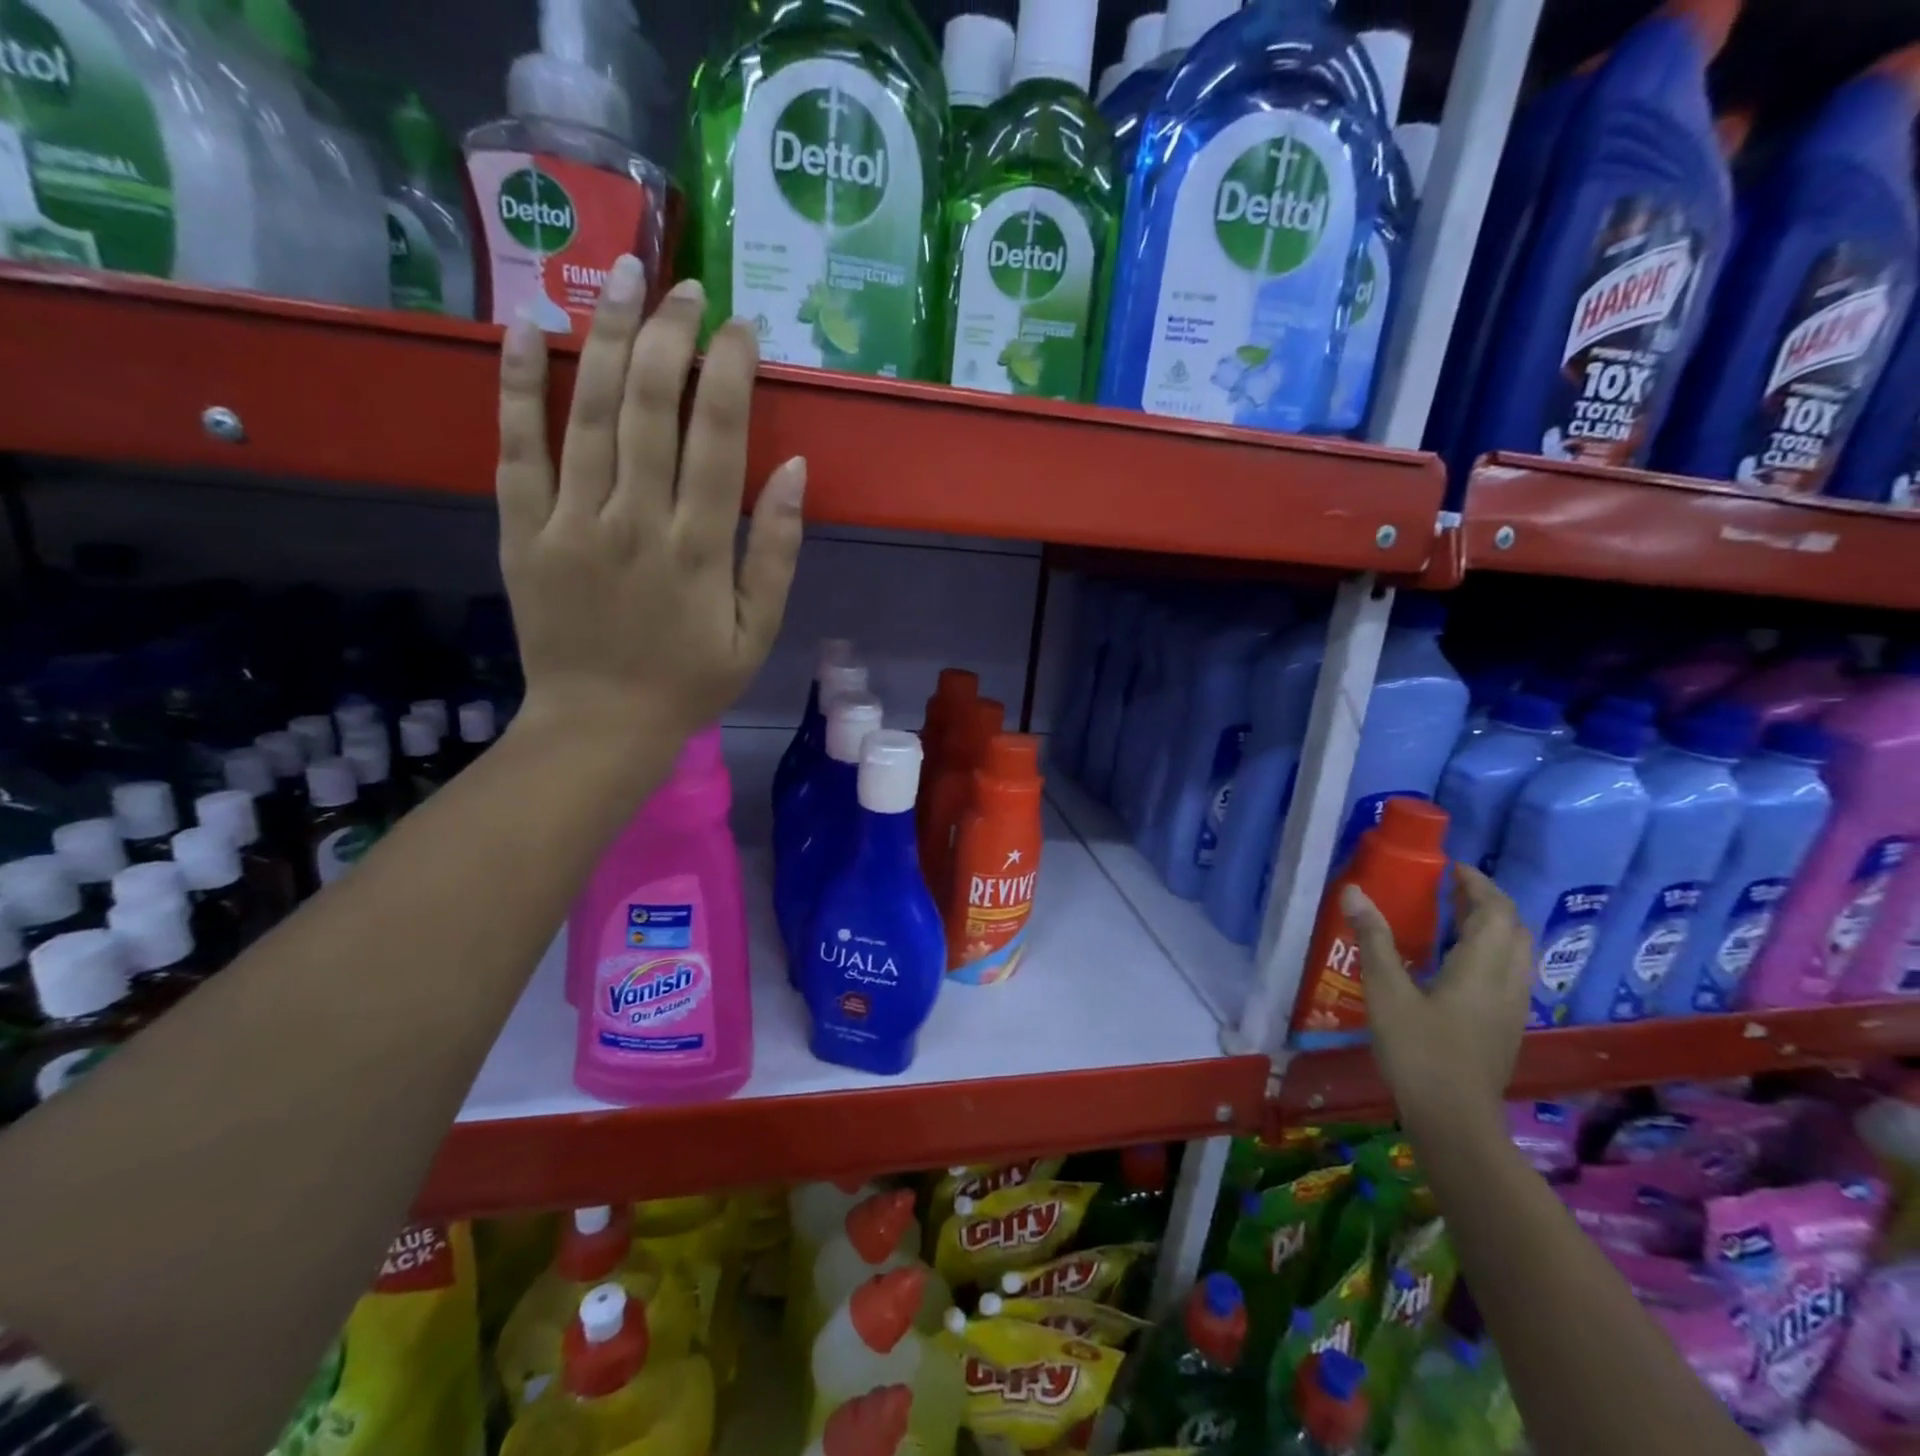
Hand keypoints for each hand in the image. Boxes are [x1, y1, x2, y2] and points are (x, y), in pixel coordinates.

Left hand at [495, 258, 803, 756]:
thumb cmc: (690, 681)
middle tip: (684, 287)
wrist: (600, 725)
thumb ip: (776, 551)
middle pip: (651, 405)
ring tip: (623, 277)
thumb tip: (793, 469)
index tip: (741, 328)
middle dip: (670, 335)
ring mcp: (571, 522)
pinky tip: (528, 328)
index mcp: (700, 548)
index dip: (731, 372)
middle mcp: (635, 520)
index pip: (718, 437)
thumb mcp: (758, 632)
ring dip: (606, 335)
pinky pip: (516, 447)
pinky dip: (518, 385)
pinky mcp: (522, 530)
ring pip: (587, 411)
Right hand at [1342, 864, 1532, 1134]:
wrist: (1454, 1120)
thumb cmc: (1419, 1051)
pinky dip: (1491, 951)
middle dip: (1488, 902)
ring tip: (1455, 917)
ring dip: (1493, 926)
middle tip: (1452, 888)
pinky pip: (1509, 973)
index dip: (1478, 884)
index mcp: (1483, 968)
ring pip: (1516, 953)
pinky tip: (1458, 962)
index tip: (1451, 867)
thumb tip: (1354, 892)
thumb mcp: (1386, 992)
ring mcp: (1512, 1008)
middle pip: (1514, 929)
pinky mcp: (1506, 1028)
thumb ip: (1374, 940)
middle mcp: (1508, 983)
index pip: (1495, 911)